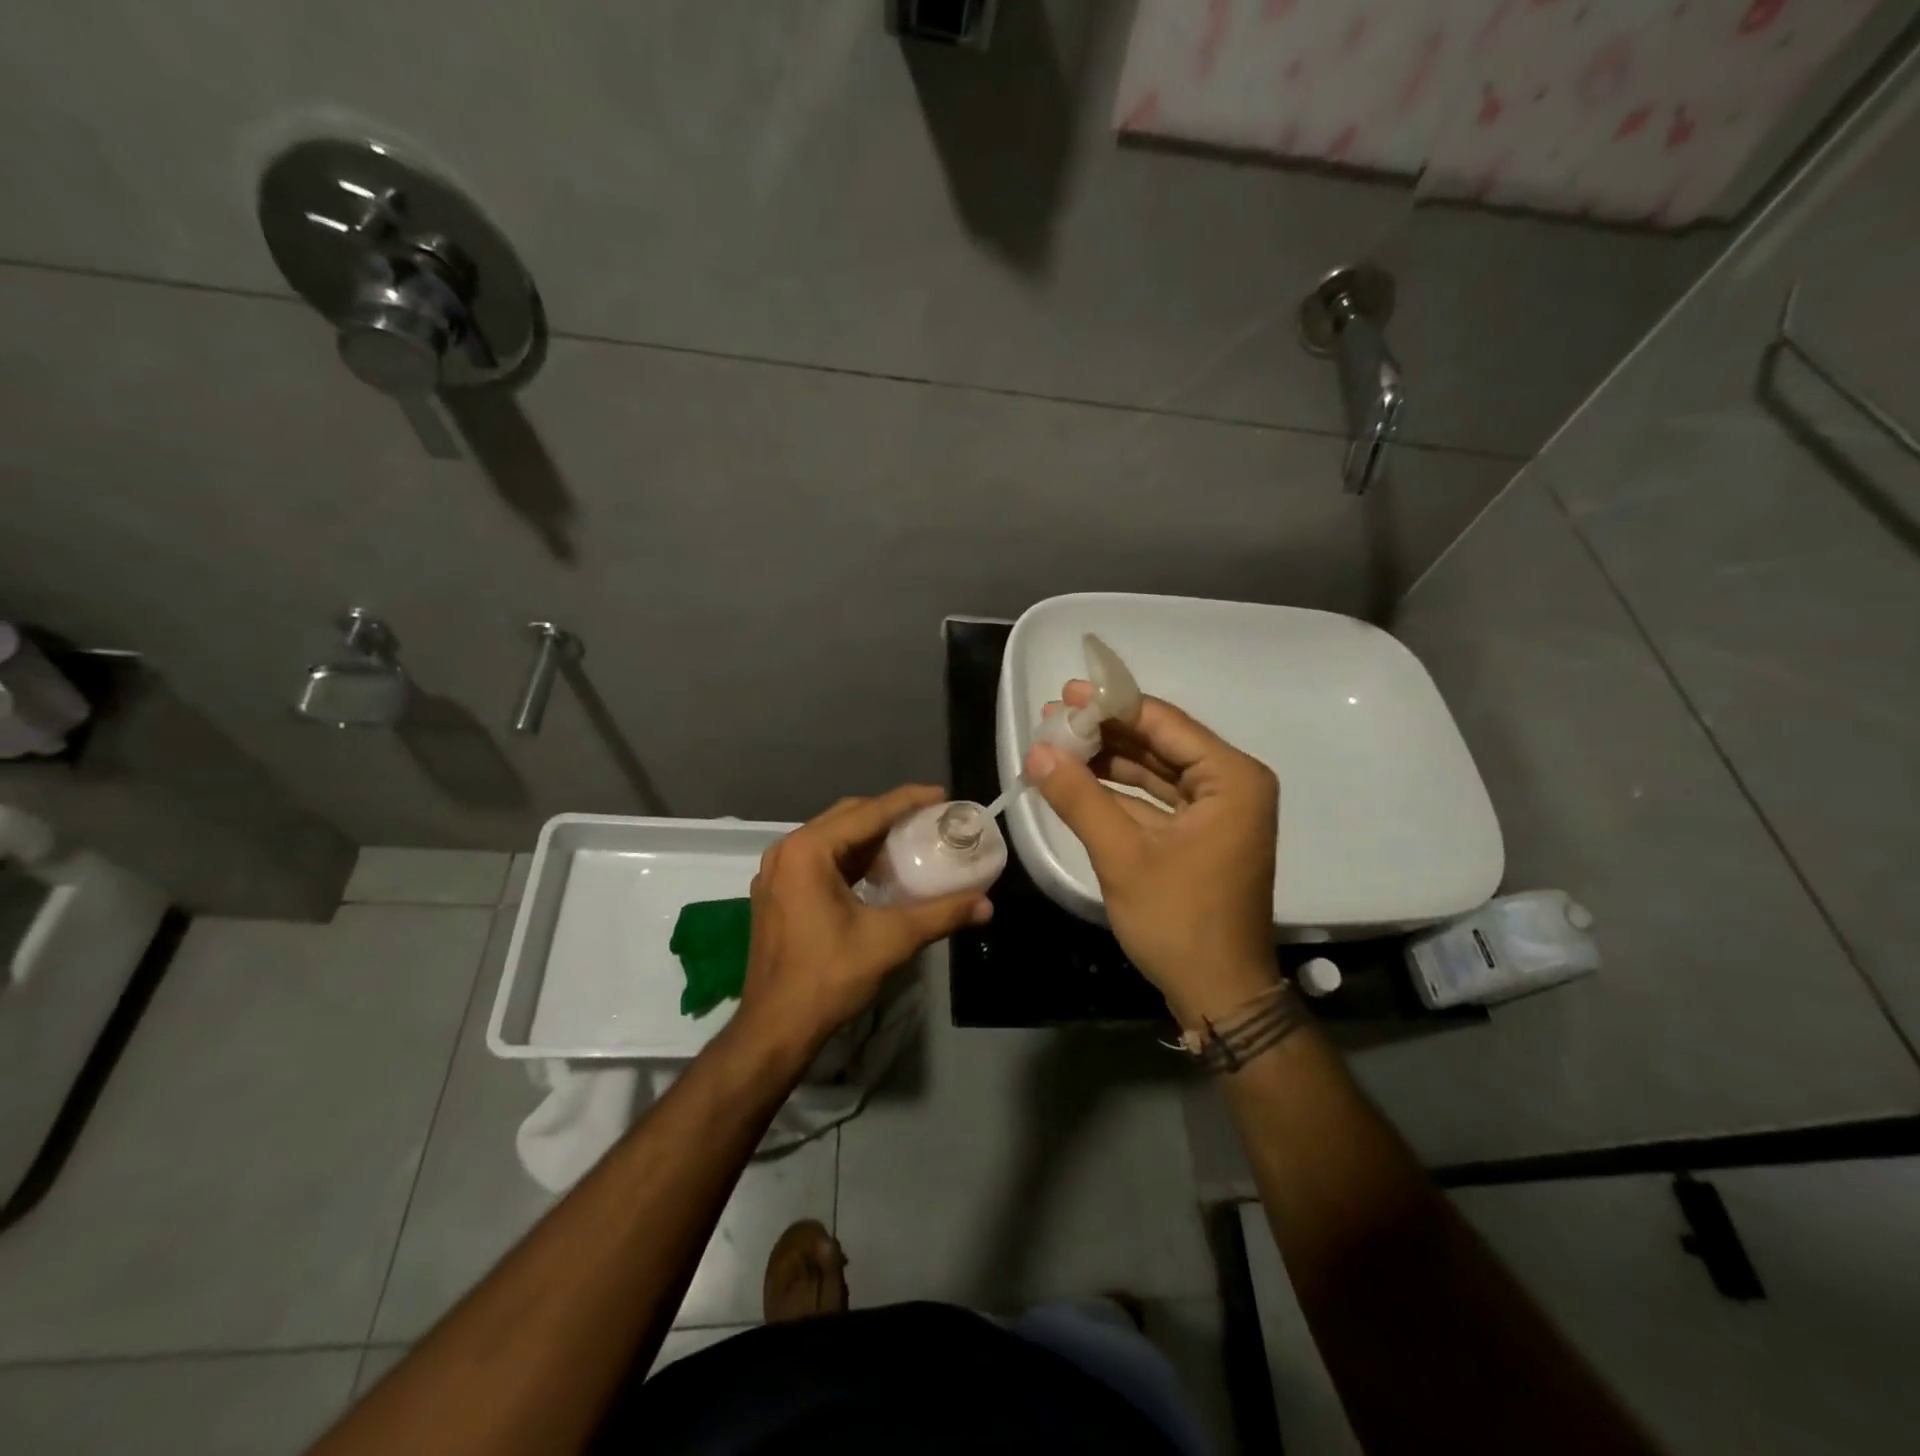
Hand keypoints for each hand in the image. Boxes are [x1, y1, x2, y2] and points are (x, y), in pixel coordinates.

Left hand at [732, 785, 991, 1058]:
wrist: (776, 1028)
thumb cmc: (829, 977)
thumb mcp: (891, 940)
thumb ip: (941, 915)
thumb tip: (986, 905)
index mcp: (808, 851)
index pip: (867, 812)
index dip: (908, 800)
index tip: (942, 795)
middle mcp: (786, 851)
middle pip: (847, 817)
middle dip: (889, 813)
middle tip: (930, 818)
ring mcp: (777, 872)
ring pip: (832, 837)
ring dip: (870, 835)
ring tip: (910, 839)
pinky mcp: (776, 893)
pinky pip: (819, 858)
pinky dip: (851, 857)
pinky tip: (878, 870)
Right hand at [1026, 684, 1278, 1026]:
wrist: (1218, 994)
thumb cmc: (1179, 921)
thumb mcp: (1123, 856)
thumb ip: (1079, 798)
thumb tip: (1036, 752)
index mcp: (1231, 779)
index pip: (1165, 724)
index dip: (1112, 706)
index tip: (1067, 693)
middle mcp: (1231, 785)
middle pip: (1160, 743)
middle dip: (1106, 732)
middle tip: (1054, 716)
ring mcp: (1216, 811)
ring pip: (1155, 770)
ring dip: (1108, 760)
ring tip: (1057, 743)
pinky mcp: (1200, 834)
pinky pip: (1155, 799)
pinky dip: (1118, 791)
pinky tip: (1077, 779)